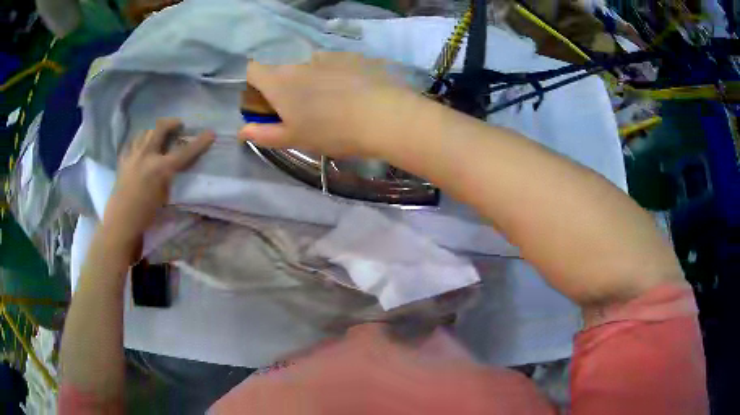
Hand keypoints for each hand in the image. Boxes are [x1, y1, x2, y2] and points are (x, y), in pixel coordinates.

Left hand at [103, 118, 214, 246]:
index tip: (210, 134)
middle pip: (160, 128)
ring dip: (154, 131)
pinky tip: (141, 149)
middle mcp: (147, 156)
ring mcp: (133, 156)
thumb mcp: (164, 196)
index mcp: (161, 168)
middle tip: (178, 125)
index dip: (199, 142)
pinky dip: (139, 142)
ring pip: (145, 132)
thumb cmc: (146, 215)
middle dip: (172, 123)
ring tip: (158, 136)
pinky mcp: (123, 161)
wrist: (121, 223)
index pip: (185, 151)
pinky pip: (132, 143)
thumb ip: (170, 177)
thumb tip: (174, 167)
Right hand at [238, 52, 421, 157]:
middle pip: (282, 69)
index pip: (252, 69)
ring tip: (333, 103)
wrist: (384, 116)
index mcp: (280, 81)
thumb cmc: (332, 131)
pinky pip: (334, 64)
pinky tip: (352, 93)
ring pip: (309, 66)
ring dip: (312, 80)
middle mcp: (300, 62)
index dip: (254, 83)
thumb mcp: (294, 139)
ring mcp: (328, 56)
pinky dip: (335, 75)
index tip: (265, 101)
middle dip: (285, 86)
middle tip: (302, 110)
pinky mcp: (352, 56)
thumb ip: (263, 134)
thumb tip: (241, 131)